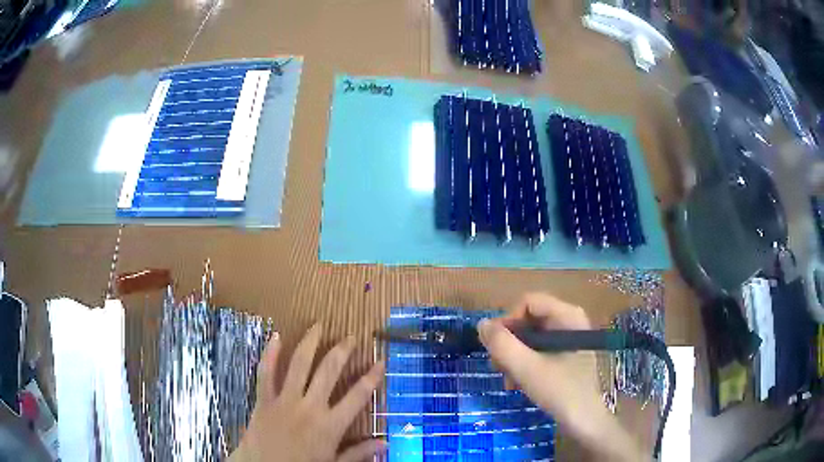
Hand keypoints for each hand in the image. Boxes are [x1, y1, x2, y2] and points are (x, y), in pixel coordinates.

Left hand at [231, 324, 385, 461]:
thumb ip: (359, 453)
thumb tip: (385, 443)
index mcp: (330, 425)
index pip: (357, 396)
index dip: (371, 377)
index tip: (380, 361)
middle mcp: (309, 407)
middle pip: (328, 372)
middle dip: (341, 351)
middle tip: (350, 337)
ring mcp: (284, 400)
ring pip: (298, 365)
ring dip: (310, 343)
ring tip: (318, 326)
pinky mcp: (264, 399)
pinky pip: (266, 373)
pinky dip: (270, 354)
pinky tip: (275, 336)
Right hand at [477, 293, 644, 460]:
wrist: (584, 421)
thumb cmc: (560, 391)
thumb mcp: (526, 368)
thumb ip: (502, 344)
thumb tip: (481, 323)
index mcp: (567, 316)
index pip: (528, 302)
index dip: (507, 320)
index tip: (494, 346)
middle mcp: (570, 322)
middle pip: (529, 320)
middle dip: (509, 343)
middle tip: (497, 366)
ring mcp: (569, 340)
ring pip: (531, 337)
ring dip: (514, 357)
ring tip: (507, 380)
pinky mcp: (566, 356)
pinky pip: (538, 350)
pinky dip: (525, 364)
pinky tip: (517, 383)